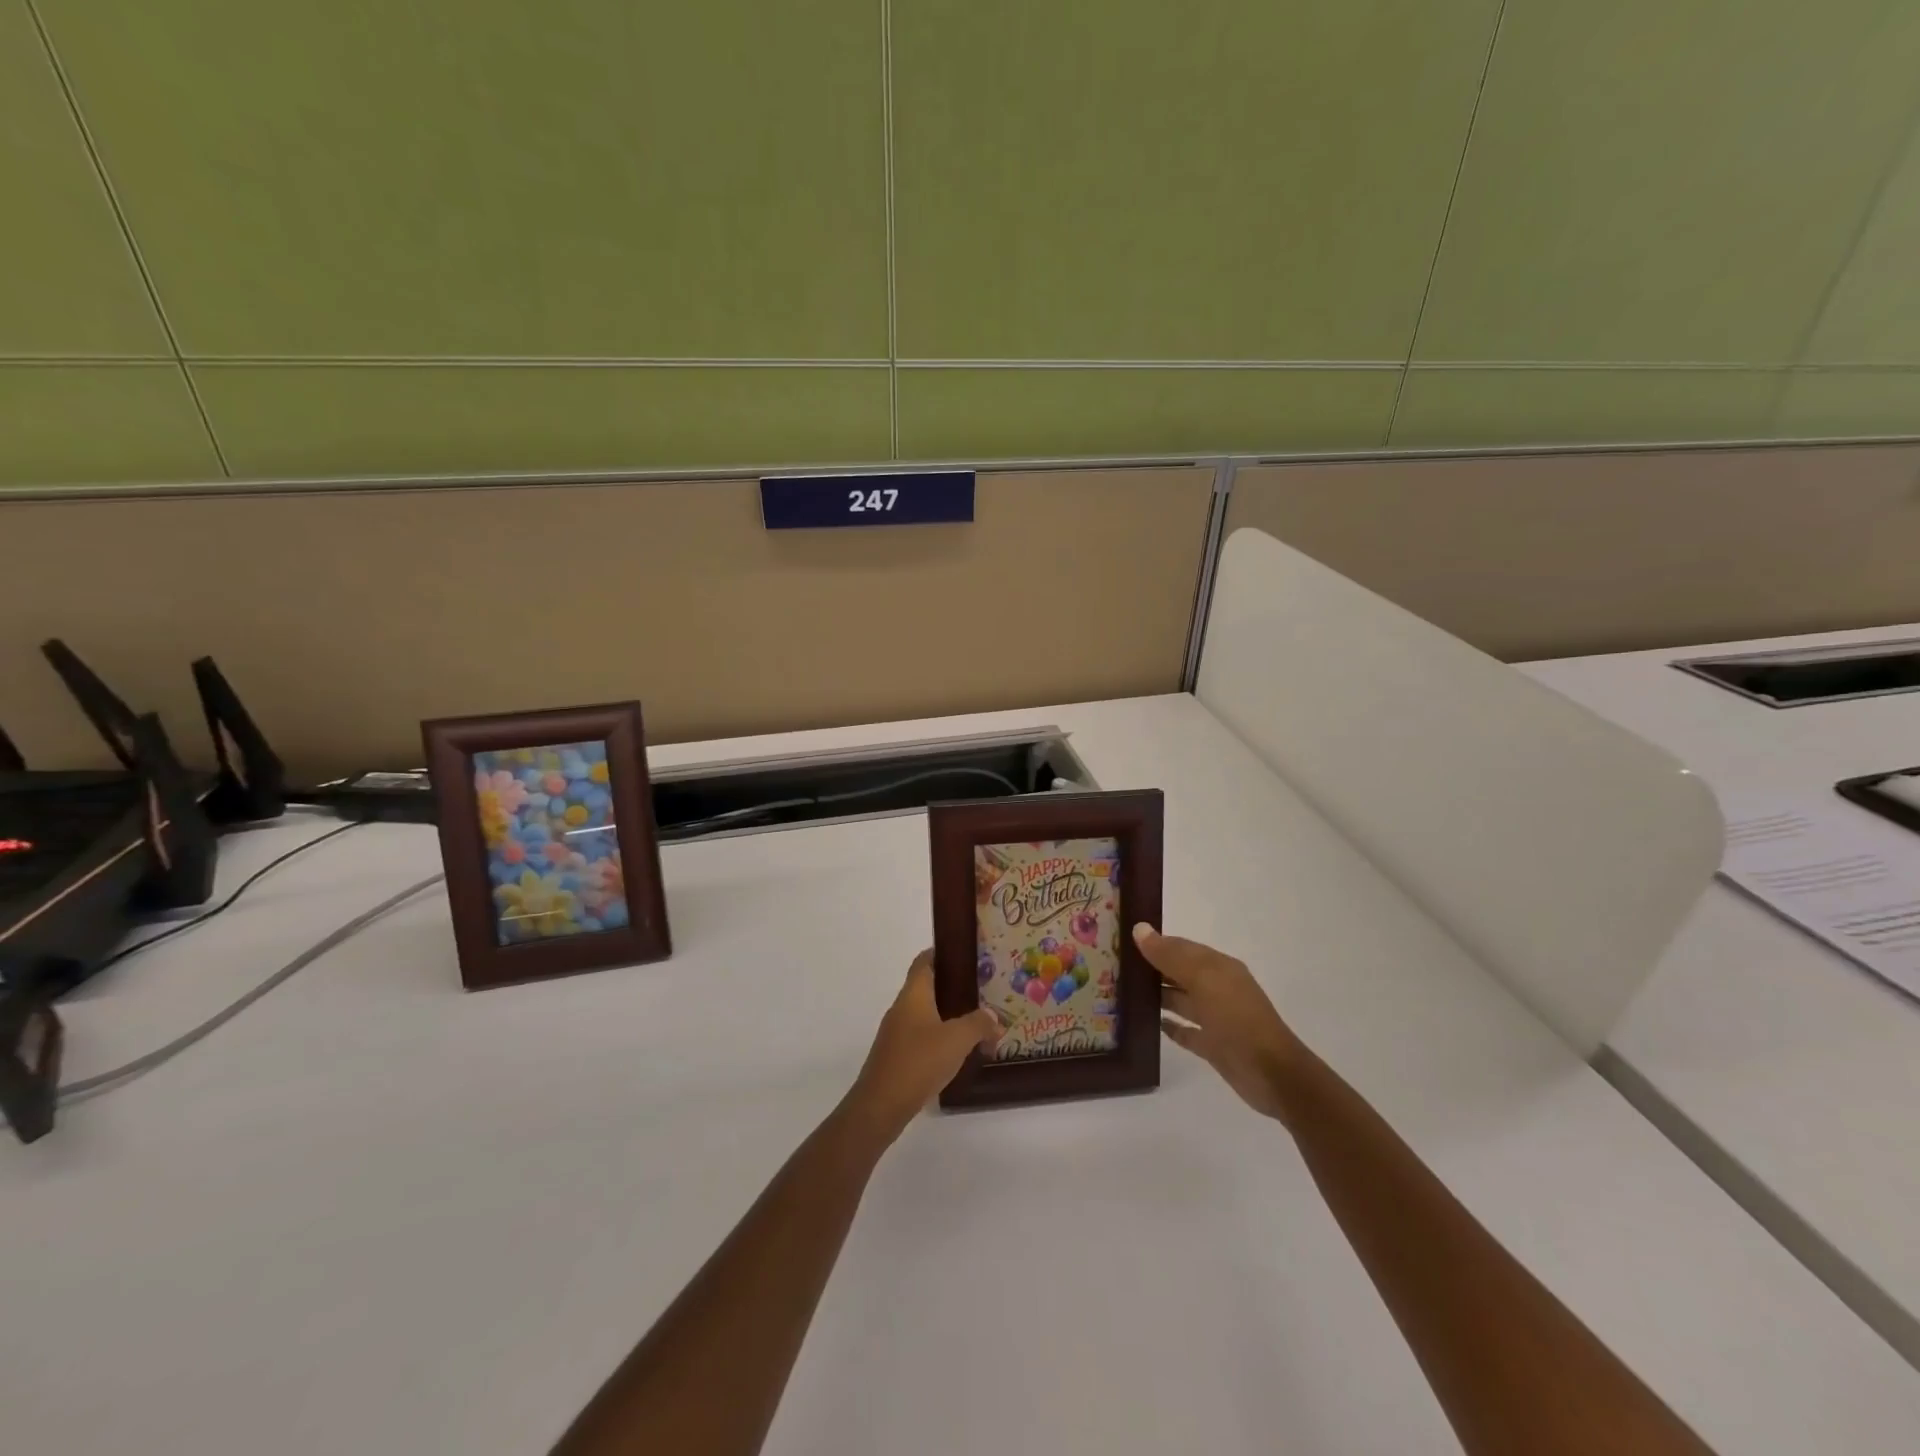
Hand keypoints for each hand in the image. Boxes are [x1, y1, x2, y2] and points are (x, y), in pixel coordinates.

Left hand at [846, 950, 1000, 1142]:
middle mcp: (902, 1008)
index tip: (965, 954)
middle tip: (983, 992)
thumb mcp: (957, 1039)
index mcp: (913, 994)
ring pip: (927, 1015)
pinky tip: (960, 1053)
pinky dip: (942, 1039)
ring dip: (950, 1017)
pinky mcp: (897, 1056)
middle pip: (928, 988)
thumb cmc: (918, 1061)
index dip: (942, 953)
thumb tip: (994, 1017)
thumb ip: (979, 1024)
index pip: (925, 961)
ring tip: (978, 1025)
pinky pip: (923, 1037)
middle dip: (955, 989)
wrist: (881, 1106)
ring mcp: (896, 1033)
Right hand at [1136, 924, 1304, 1121]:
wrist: (1272, 1074)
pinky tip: (1150, 1025)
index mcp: (1218, 967)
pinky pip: (1187, 1032)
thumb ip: (1170, 956)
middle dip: (1152, 969)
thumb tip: (1139, 929)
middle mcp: (1217, 988)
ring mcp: (1216, 1018)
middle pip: (1179, 973)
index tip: (1121, 941)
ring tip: (1123, 994)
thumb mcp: (1203, 980)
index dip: (1154, 943)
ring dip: (1157, 996)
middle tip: (1114, 967)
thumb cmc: (1237, 1018)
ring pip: (1181, 1001)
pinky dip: (1170, 1027)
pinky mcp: (1213, 1046)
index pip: (1181, 947)